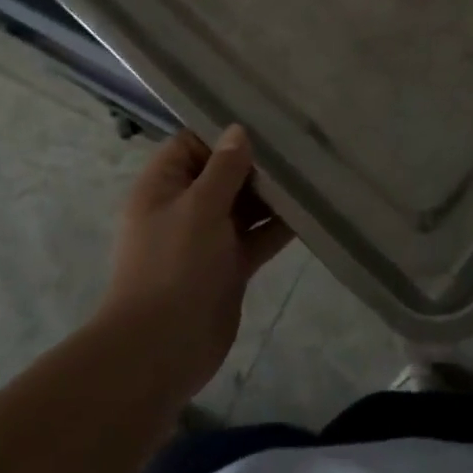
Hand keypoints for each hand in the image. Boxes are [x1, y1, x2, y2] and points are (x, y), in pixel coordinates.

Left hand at [101, 126, 293, 407]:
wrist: (161, 350)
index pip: (191, 143)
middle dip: (256, 162)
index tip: (263, 122)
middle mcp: (184, 208)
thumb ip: (224, 168)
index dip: (222, 133)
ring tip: (311, 171)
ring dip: (271, 194)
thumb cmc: (174, 265)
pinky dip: (278, 226)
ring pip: (243, 205)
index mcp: (162, 187)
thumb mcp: (199, 207)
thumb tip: (238, 130)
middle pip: (222, 173)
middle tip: (298, 144)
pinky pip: (256, 236)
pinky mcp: (229, 266)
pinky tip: (310, 211)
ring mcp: (207, 238)